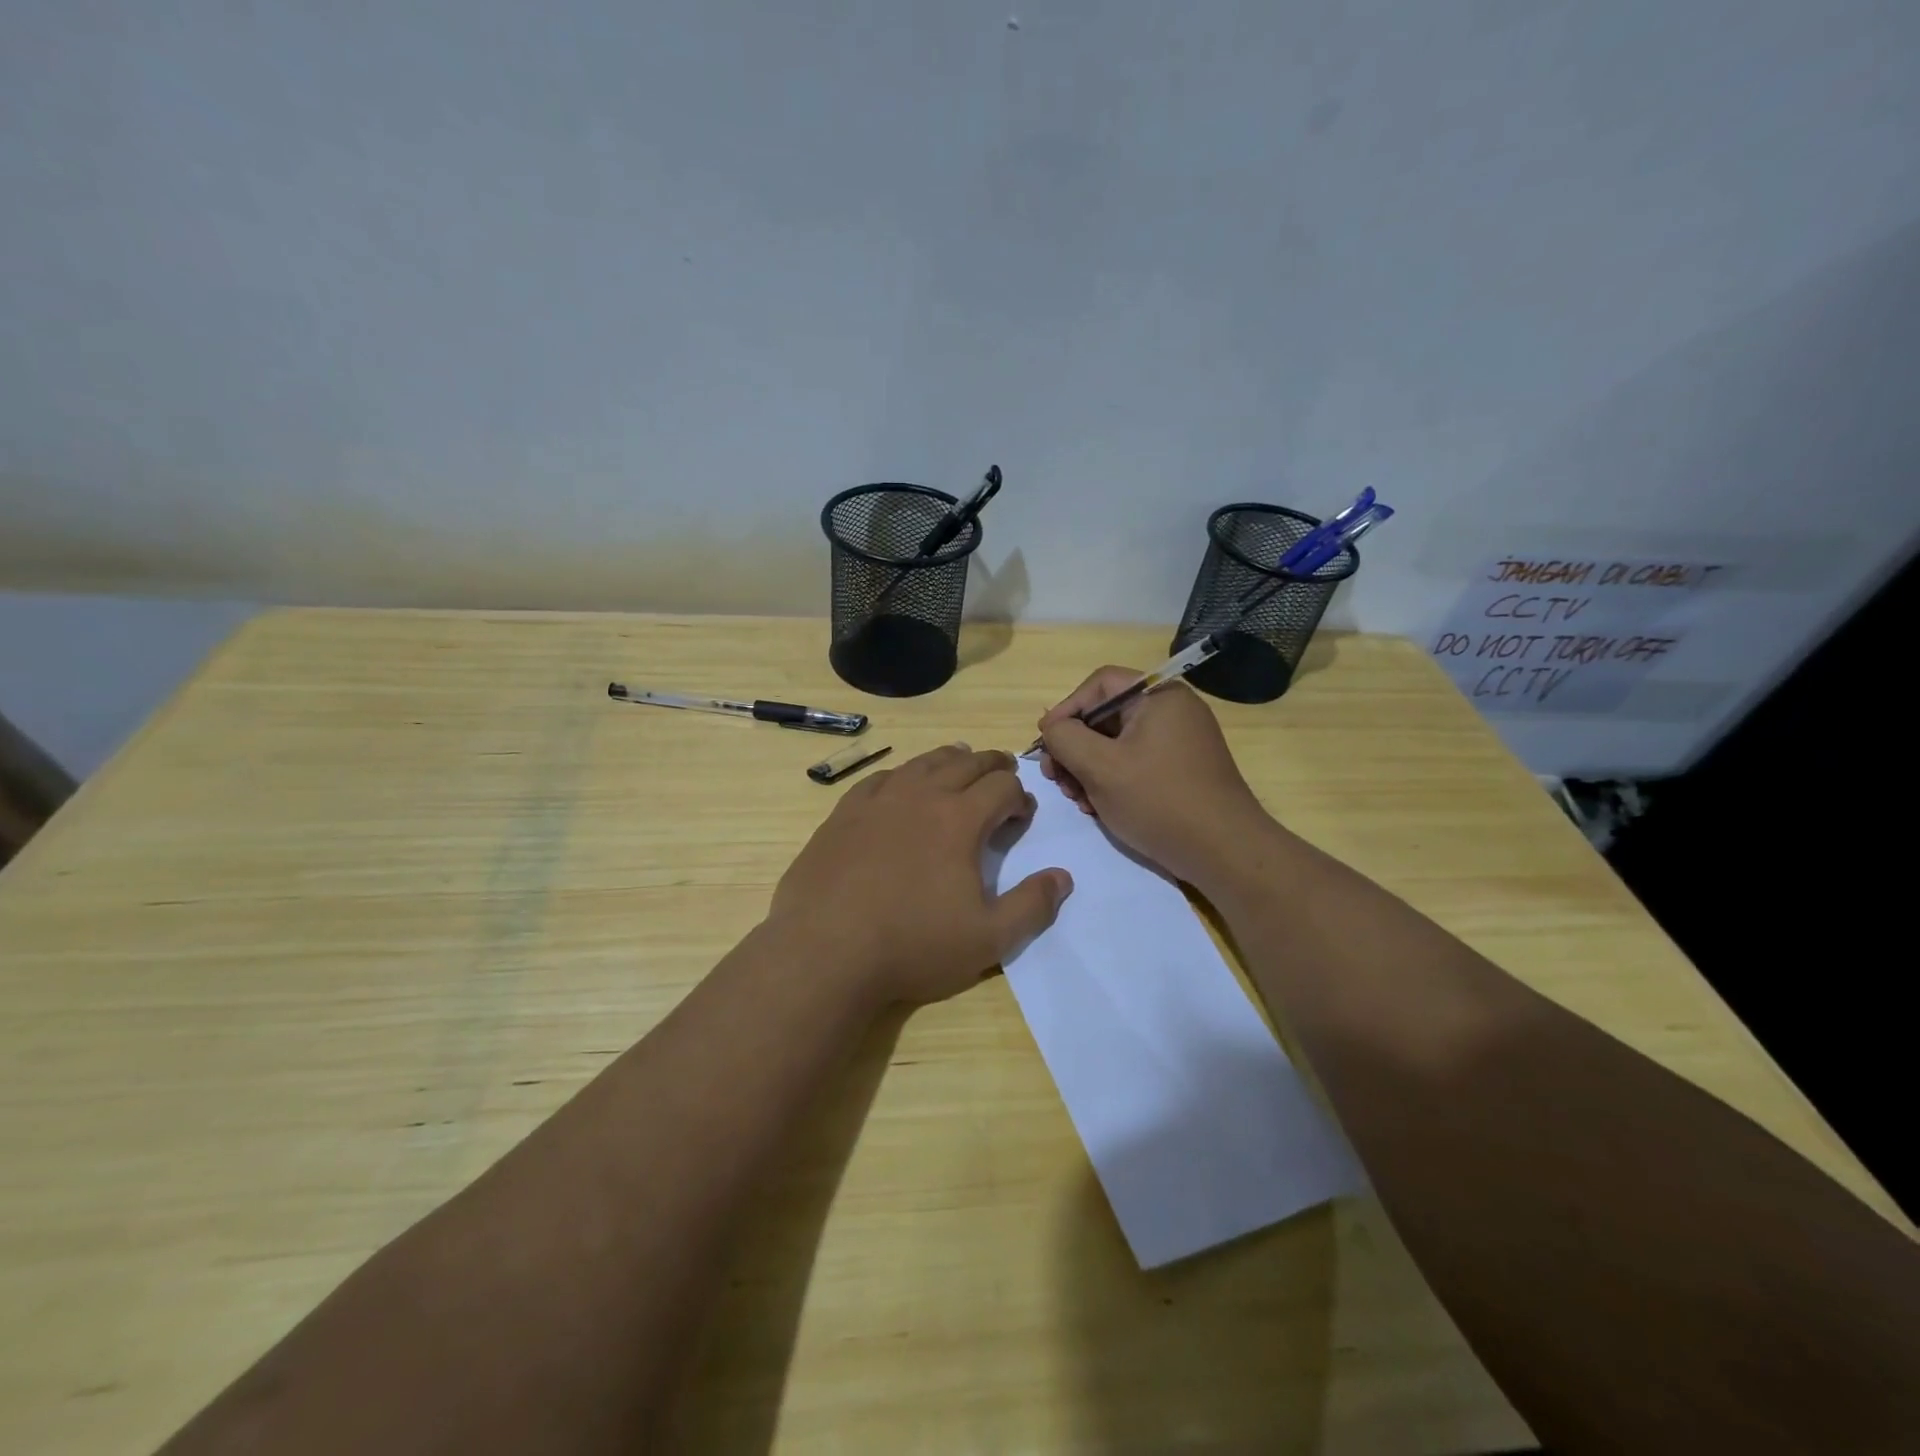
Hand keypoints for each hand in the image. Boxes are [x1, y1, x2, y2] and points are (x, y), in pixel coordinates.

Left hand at [768, 745, 1072, 1006]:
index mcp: (960, 819)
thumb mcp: (988, 939)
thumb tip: (1063, 877)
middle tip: (1003, 773)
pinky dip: (903, 774)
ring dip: (950, 760)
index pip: (1002, 787)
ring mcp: (878, 799)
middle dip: (992, 765)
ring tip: (961, 763)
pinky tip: (901, 785)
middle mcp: (921, 795)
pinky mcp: (844, 812)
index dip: (1020, 797)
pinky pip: (882, 777)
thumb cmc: (912, 945)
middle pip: (966, 763)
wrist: (824, 950)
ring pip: (923, 762)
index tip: (1022, 814)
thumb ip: (1032, 906)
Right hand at [1037, 667, 1270, 889]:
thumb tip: (1051, 727)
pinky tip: (1098, 807)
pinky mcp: (1181, 769)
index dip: (1066, 709)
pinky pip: (1135, 762)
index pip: (1099, 685)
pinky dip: (1111, 779)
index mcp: (1159, 697)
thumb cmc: (1159, 801)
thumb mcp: (1100, 767)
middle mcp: (1172, 711)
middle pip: (1106, 715)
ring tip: (1077, 800)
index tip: (1045, 743)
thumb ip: (1065, 738)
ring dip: (1088, 768)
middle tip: (1056, 779)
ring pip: (1116, 743)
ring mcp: (1179, 741)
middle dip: (1074, 747)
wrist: (1224, 852)